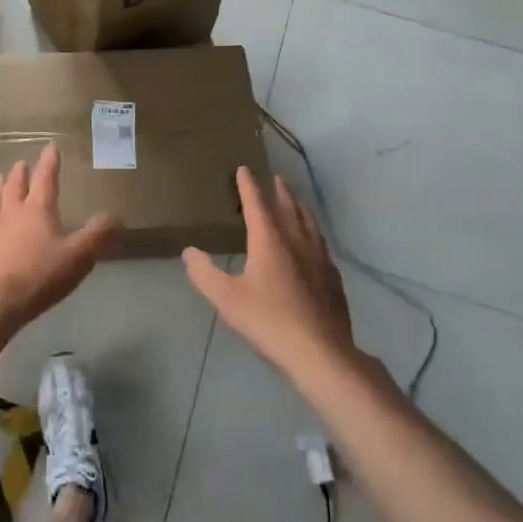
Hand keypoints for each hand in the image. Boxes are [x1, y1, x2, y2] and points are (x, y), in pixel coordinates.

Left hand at [0, 144, 116, 343]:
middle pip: (15, 188)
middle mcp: (12, 214)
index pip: (45, 179)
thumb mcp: (78, 257)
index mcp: (37, 210)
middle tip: (20, 163)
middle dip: (20, 174)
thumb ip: (97, 235)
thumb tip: (116, 216)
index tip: (50, 146)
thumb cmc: (40, 276)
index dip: (49, 162)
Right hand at [183, 167, 355, 378]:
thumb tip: (189, 251)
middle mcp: (297, 242)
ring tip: (296, 201)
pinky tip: (314, 244)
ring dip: (300, 208)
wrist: (320, 353)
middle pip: (288, 209)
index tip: (244, 169)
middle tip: (276, 178)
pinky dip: (313, 233)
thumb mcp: (226, 298)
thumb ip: (204, 273)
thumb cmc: (268, 321)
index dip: (249, 186)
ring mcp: (320, 260)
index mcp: (270, 241)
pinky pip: (322, 244)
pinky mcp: (333, 279)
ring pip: (309, 224)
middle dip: (280, 192)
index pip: (257, 205)